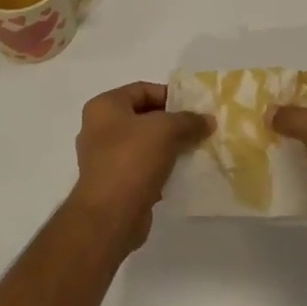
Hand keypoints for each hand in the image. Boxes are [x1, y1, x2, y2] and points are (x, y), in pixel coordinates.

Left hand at [71, 82, 207, 249]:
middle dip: (172, 123)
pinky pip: (142, 168)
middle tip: (198, 129)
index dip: (170, 95)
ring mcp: (104, 158)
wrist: (110, 216)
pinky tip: (182, 173)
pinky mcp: (114, 184)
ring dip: (168, 147)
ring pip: (144, 144)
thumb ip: (188, 120)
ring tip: (195, 150)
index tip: (194, 107)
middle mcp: (99, 129)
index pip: (142, 89)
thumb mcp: (166, 130)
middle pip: (143, 117)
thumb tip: (208, 120)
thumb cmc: (132, 160)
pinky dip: (161, 168)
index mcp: (104, 107)